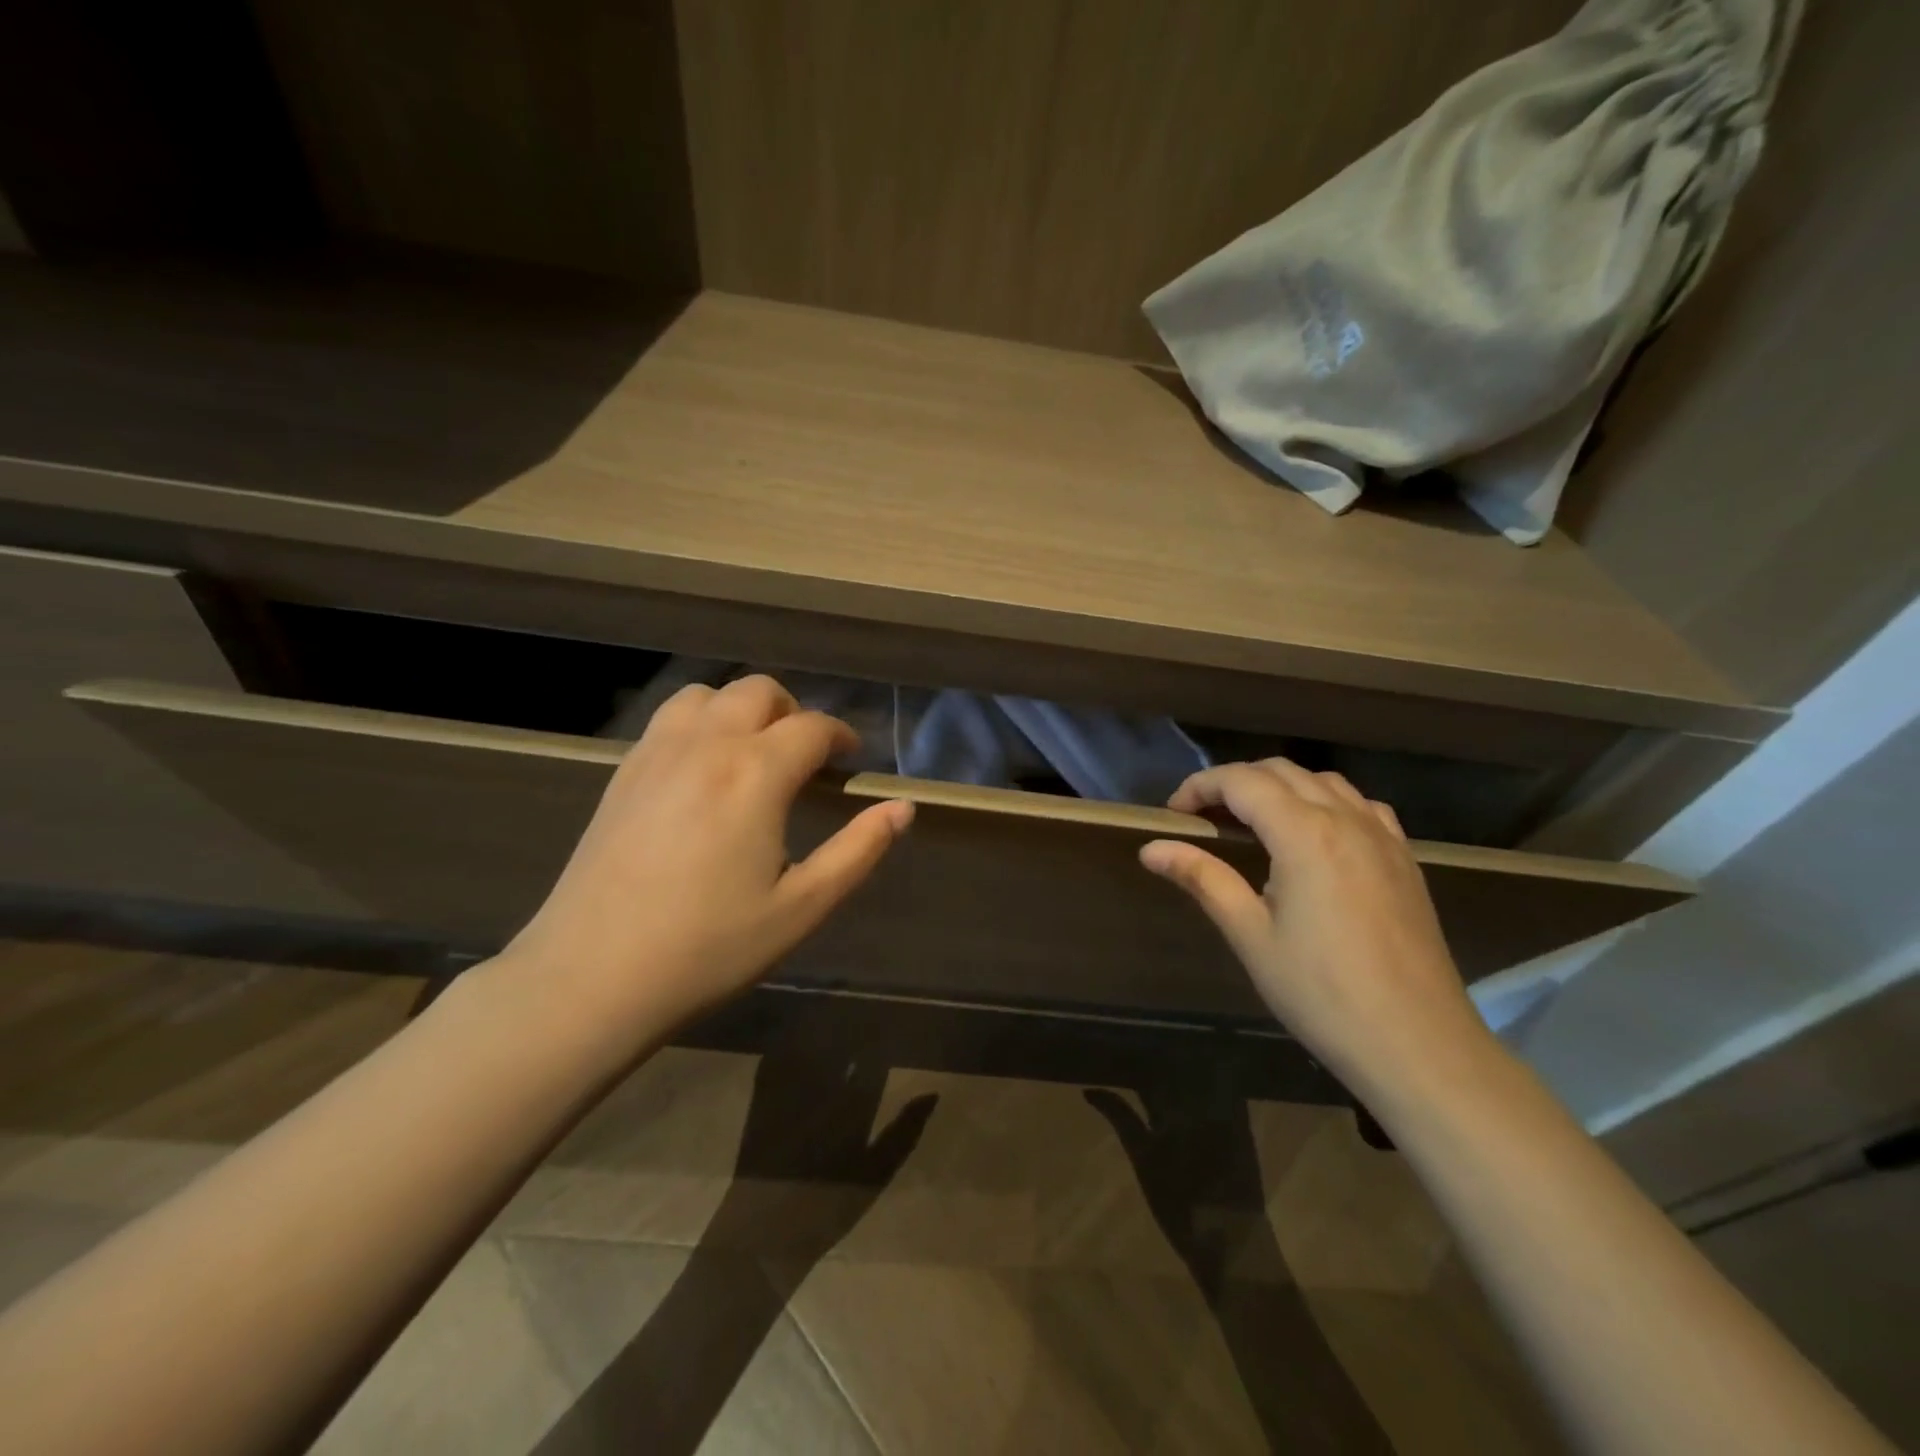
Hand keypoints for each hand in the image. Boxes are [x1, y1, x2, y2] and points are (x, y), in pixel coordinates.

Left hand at [503, 674, 913, 1034]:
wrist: (591, 978)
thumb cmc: (709, 948)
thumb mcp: (802, 907)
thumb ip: (859, 850)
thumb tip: (903, 809)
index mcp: (755, 774)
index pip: (812, 727)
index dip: (841, 736)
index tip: (851, 759)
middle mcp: (706, 745)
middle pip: (759, 692)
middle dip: (794, 712)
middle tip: (806, 757)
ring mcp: (656, 754)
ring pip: (708, 695)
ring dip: (742, 709)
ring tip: (754, 753)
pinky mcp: (623, 773)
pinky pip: (669, 719)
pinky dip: (701, 722)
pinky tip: (704, 770)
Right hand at [1139, 760, 1495, 1099]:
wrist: (1419, 1045)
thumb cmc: (1322, 993)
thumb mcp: (1251, 935)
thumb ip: (1202, 879)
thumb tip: (1151, 848)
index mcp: (1305, 834)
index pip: (1241, 782)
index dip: (1200, 787)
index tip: (1174, 814)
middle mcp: (1346, 819)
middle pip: (1281, 771)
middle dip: (1234, 782)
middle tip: (1204, 818)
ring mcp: (1383, 837)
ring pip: (1323, 781)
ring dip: (1279, 786)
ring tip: (1251, 822)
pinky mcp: (1404, 859)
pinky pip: (1360, 805)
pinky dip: (1325, 801)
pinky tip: (1314, 835)